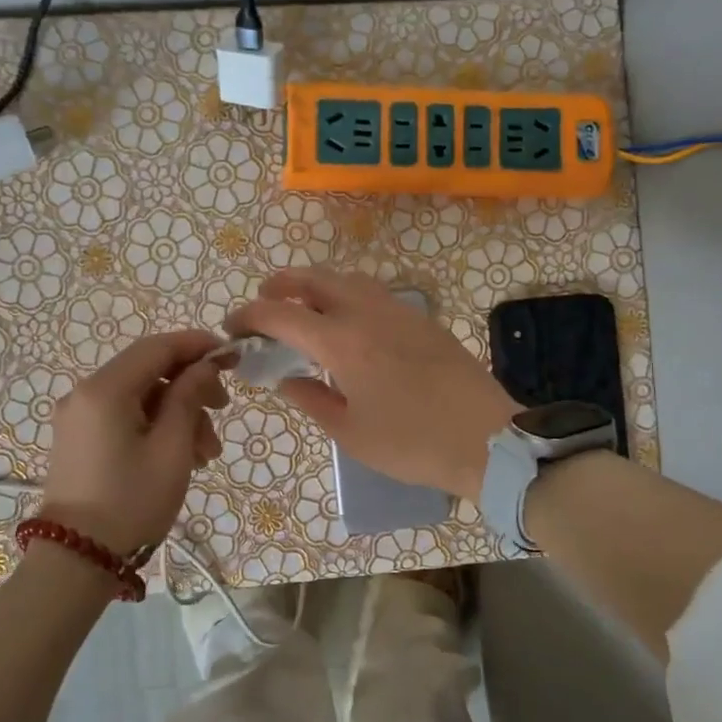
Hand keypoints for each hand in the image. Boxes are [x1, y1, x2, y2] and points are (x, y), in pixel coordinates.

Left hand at [38, 330, 229, 558]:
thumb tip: (203, 366)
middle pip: (148, 371)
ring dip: (178, 414)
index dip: (197, 345)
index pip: (157, 347)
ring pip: (140, 397)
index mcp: (104, 389)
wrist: (76, 560)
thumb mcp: (172, 448)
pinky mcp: (80, 439)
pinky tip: (181, 457)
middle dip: (190, 387)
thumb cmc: (131, 502)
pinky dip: (155, 427)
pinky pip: (124, 417)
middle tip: (223, 410)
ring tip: (206, 453)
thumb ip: (189, 397)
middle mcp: (85, 393)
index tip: (232, 355)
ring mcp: (79, 417)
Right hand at [227, 269, 519, 500]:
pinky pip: (371, 291)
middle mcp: (366, 313)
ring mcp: (397, 311)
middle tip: (263, 304)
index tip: (234, 328)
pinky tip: (346, 322)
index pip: (282, 314)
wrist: (487, 439)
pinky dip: (344, 293)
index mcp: (342, 343)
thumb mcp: (350, 433)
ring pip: (345, 278)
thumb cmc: (412, 443)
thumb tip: (286, 379)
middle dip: (280, 285)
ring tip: (301, 308)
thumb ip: (311, 399)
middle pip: (313, 278)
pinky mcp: (420, 318)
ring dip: (314, 284)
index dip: (250, 316)